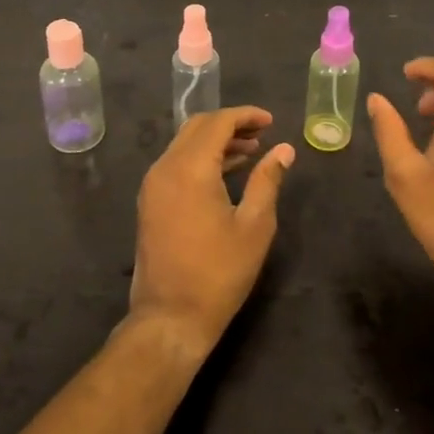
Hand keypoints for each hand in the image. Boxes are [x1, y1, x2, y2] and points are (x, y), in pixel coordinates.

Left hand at [128, 107, 294, 358]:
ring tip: (250, 152)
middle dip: (230, 124)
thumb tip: (283, 149)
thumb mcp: (254, 226)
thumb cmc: (219, 272)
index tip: (270, 120)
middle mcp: (165, 167)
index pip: (217, 122)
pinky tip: (224, 173)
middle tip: (261, 133)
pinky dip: (200, 158)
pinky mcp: (150, 201)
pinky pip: (175, 164)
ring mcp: (153, 185)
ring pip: (184, 144)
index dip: (245, 116)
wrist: (170, 317)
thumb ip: (267, 181)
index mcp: (190, 168)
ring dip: (215, 141)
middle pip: (197, 127)